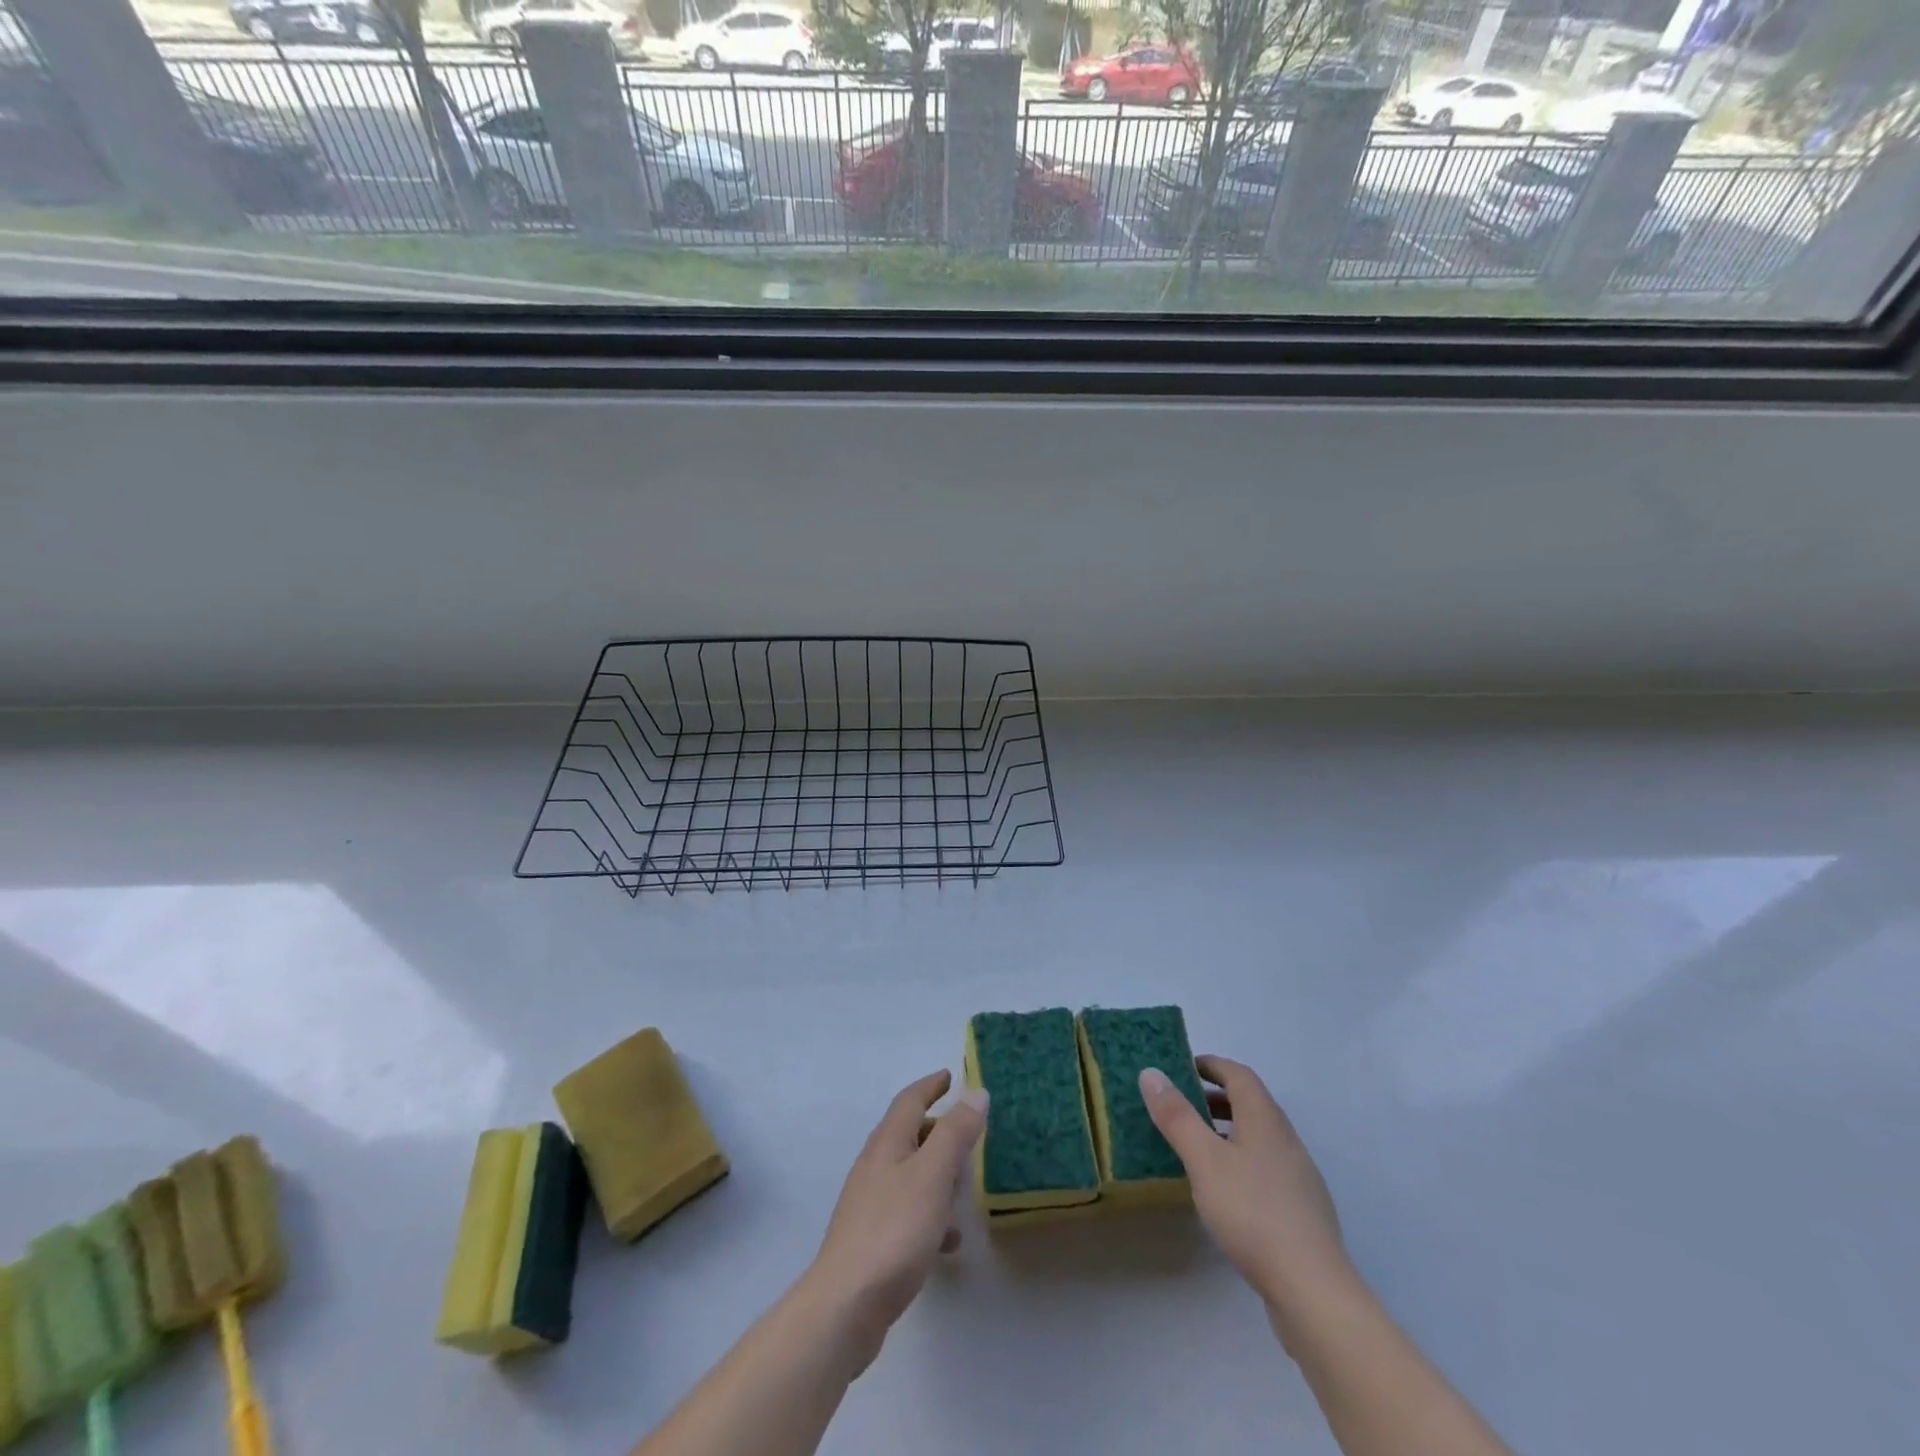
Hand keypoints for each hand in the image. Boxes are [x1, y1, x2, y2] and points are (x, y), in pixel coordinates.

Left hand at [801, 1070, 987, 1371]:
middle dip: (937, 1130)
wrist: (846, 1306)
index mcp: (887, 1143)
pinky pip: (908, 1212)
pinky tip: (948, 1242)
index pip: (909, 1100)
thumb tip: (975, 1092)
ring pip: (909, 1174)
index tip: (950, 1076)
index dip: (931, 1085)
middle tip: (966, 1133)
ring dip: (936, 1174)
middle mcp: (875, 1165)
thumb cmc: (894, 1231)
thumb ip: (955, 1133)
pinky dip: (930, 1214)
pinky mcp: (872, 1239)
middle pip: (908, 1134)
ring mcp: (870, 1203)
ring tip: (963, 1189)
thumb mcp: (933, 1176)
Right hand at [1139, 1056, 1349, 1322]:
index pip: (1239, 1075)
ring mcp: (1298, 1176)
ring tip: (1196, 1146)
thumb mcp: (1204, 1160)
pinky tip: (1223, 1190)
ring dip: (1227, 1130)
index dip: (1211, 1065)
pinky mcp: (1301, 1210)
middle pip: (1251, 1103)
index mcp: (1265, 1119)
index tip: (1181, 1067)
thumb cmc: (1253, 1213)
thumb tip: (1151, 1072)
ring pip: (1258, 1137)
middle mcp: (1286, 1139)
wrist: (1312, 1290)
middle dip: (1215, 1097)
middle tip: (1181, 1105)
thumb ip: (1177, 1116)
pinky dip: (1240, 1160)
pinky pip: (1265, 1166)